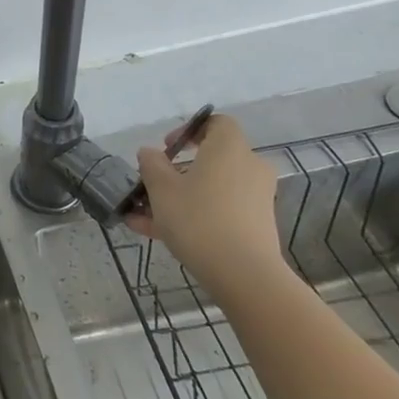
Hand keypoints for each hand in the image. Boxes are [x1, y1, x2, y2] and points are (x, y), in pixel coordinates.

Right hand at [125, 113, 283, 297]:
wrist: (244, 274)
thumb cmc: (199, 219)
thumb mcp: (161, 189)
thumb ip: (151, 165)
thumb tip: (149, 153)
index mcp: (229, 149)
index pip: (217, 123)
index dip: (190, 129)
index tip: (167, 147)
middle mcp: (248, 167)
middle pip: (211, 159)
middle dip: (177, 171)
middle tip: (152, 184)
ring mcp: (255, 198)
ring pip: (210, 189)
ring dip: (178, 197)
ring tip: (142, 217)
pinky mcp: (255, 225)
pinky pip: (218, 210)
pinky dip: (193, 215)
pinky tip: (156, 234)